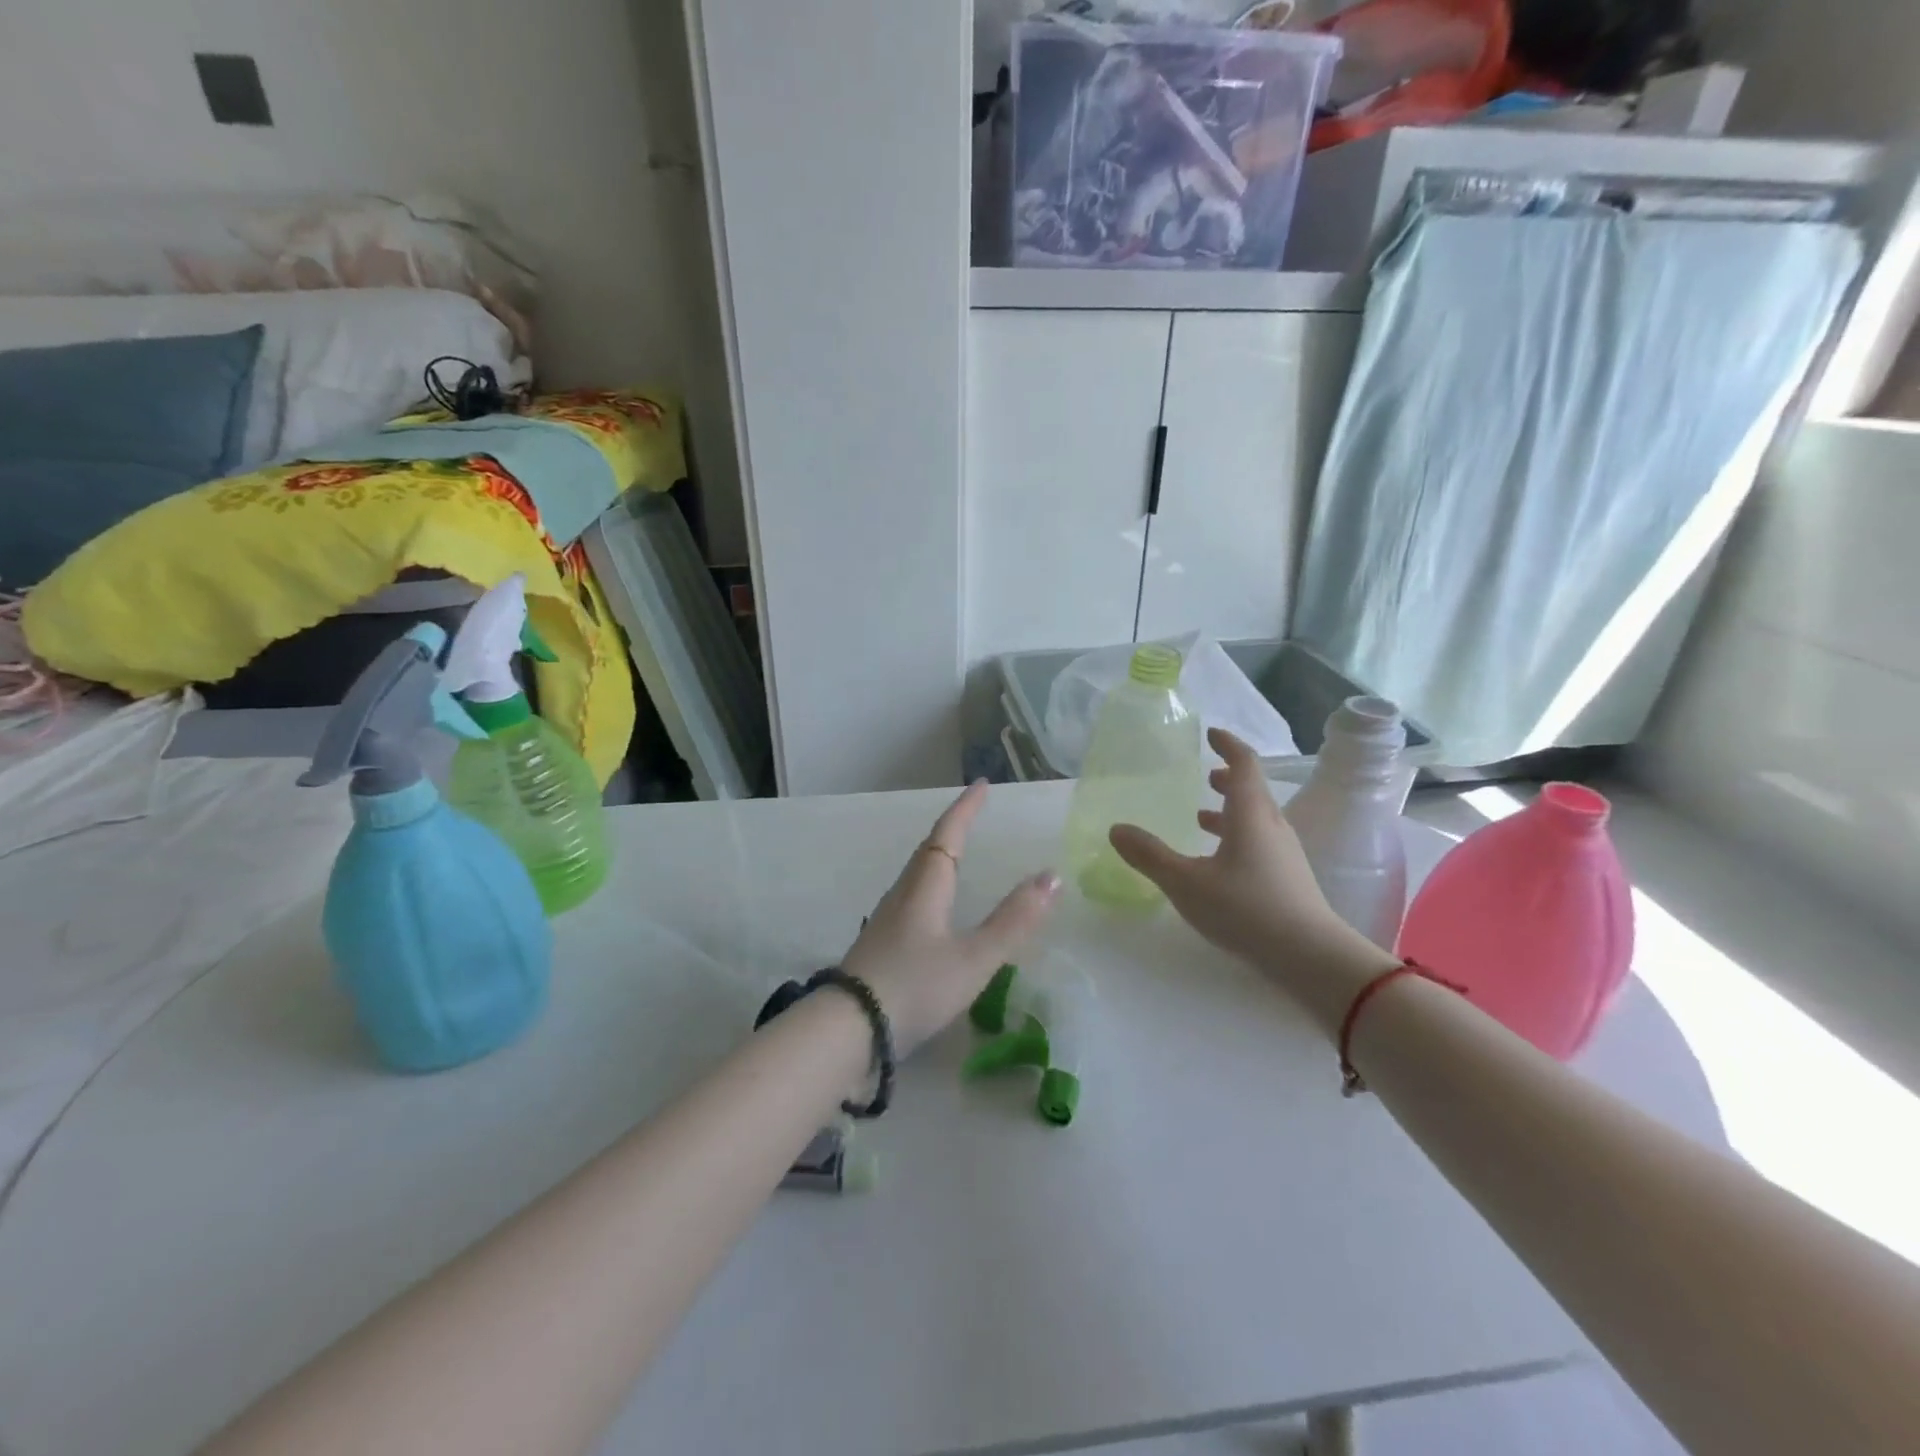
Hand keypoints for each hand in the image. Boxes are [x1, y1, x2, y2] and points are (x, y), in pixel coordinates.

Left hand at [844, 781, 1060, 1054]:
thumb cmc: (915, 987)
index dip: (966, 809)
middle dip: (953, 827)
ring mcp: (888, 918)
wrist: (849, 1029)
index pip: (948, 835)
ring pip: (918, 873)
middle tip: (973, 812)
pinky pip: (912, 896)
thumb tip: (1052, 876)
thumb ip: (1013, 921)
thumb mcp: (974, 958)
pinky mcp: (881, 943)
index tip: (982, 784)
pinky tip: (934, 905)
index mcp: (926, 887)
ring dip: (940, 854)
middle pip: (930, 850)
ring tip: (958, 851)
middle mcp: (904, 893)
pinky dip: (932, 882)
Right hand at [1109, 728, 1394, 1021]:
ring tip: (1202, 816)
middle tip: (1206, 775)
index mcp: (1250, 814)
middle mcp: (1271, 826)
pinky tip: (1219, 861)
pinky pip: (1260, 842)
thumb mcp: (1186, 882)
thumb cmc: (1245, 909)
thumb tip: (1116, 829)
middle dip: (1229, 778)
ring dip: (1232, 810)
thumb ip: (1150, 856)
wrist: (1310, 956)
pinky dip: (1237, 836)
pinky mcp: (1288, 878)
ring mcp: (1284, 854)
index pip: (1244, 765)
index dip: (1228, 745)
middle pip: (1253, 790)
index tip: (1212, 734)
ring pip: (1257, 819)